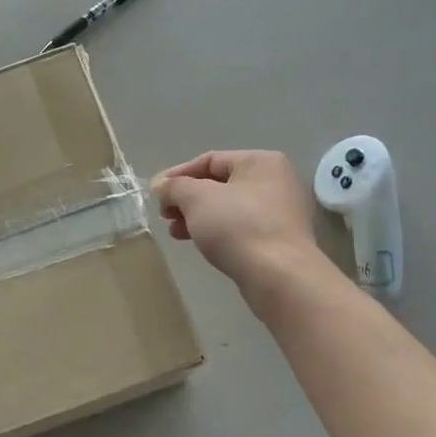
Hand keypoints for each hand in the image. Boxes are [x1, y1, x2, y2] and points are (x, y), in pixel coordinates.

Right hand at [150, 151, 324, 303]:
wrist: (278, 277)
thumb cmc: (237, 226)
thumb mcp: (196, 198)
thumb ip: (174, 187)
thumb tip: (161, 186)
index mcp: (261, 161)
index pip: (210, 160)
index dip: (178, 174)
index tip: (155, 192)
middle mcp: (275, 182)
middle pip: (218, 184)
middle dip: (186, 199)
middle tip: (164, 214)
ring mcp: (280, 212)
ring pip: (227, 208)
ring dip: (197, 217)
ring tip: (175, 232)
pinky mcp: (277, 240)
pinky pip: (239, 228)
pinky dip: (216, 231)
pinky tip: (197, 243)